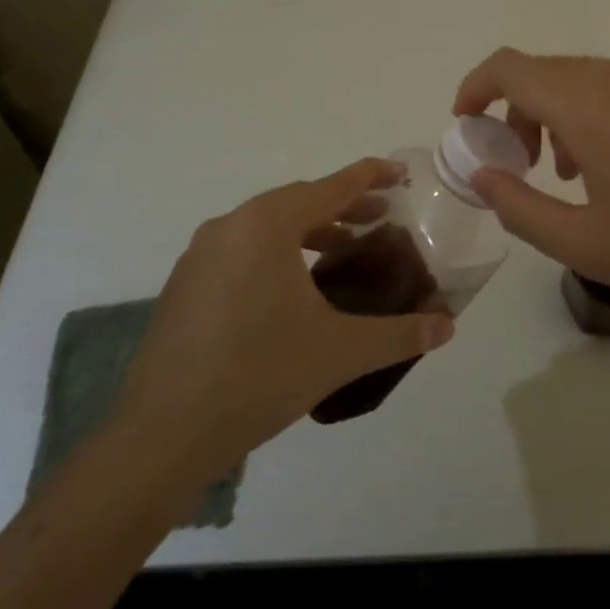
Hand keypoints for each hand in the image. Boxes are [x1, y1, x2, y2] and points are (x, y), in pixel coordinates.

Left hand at [108, 159, 453, 479]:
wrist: (163, 435)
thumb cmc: (259, 376)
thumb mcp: (340, 352)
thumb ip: (398, 334)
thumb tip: (446, 327)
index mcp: (267, 225)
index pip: (331, 186)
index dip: (370, 176)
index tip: (400, 173)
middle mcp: (231, 225)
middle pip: (299, 201)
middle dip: (343, 206)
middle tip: (381, 217)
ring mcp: (200, 254)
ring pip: (266, 225)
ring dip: (309, 230)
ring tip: (342, 251)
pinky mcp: (184, 284)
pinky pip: (241, 250)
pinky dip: (276, 252)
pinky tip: (291, 290)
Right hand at [453, 49, 609, 320]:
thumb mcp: (581, 243)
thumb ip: (518, 207)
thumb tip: (480, 175)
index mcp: (588, 107)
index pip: (512, 67)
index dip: (477, 86)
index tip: (466, 122)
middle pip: (546, 71)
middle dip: (516, 108)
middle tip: (518, 161)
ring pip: (585, 78)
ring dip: (557, 111)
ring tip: (567, 171)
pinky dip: (596, 113)